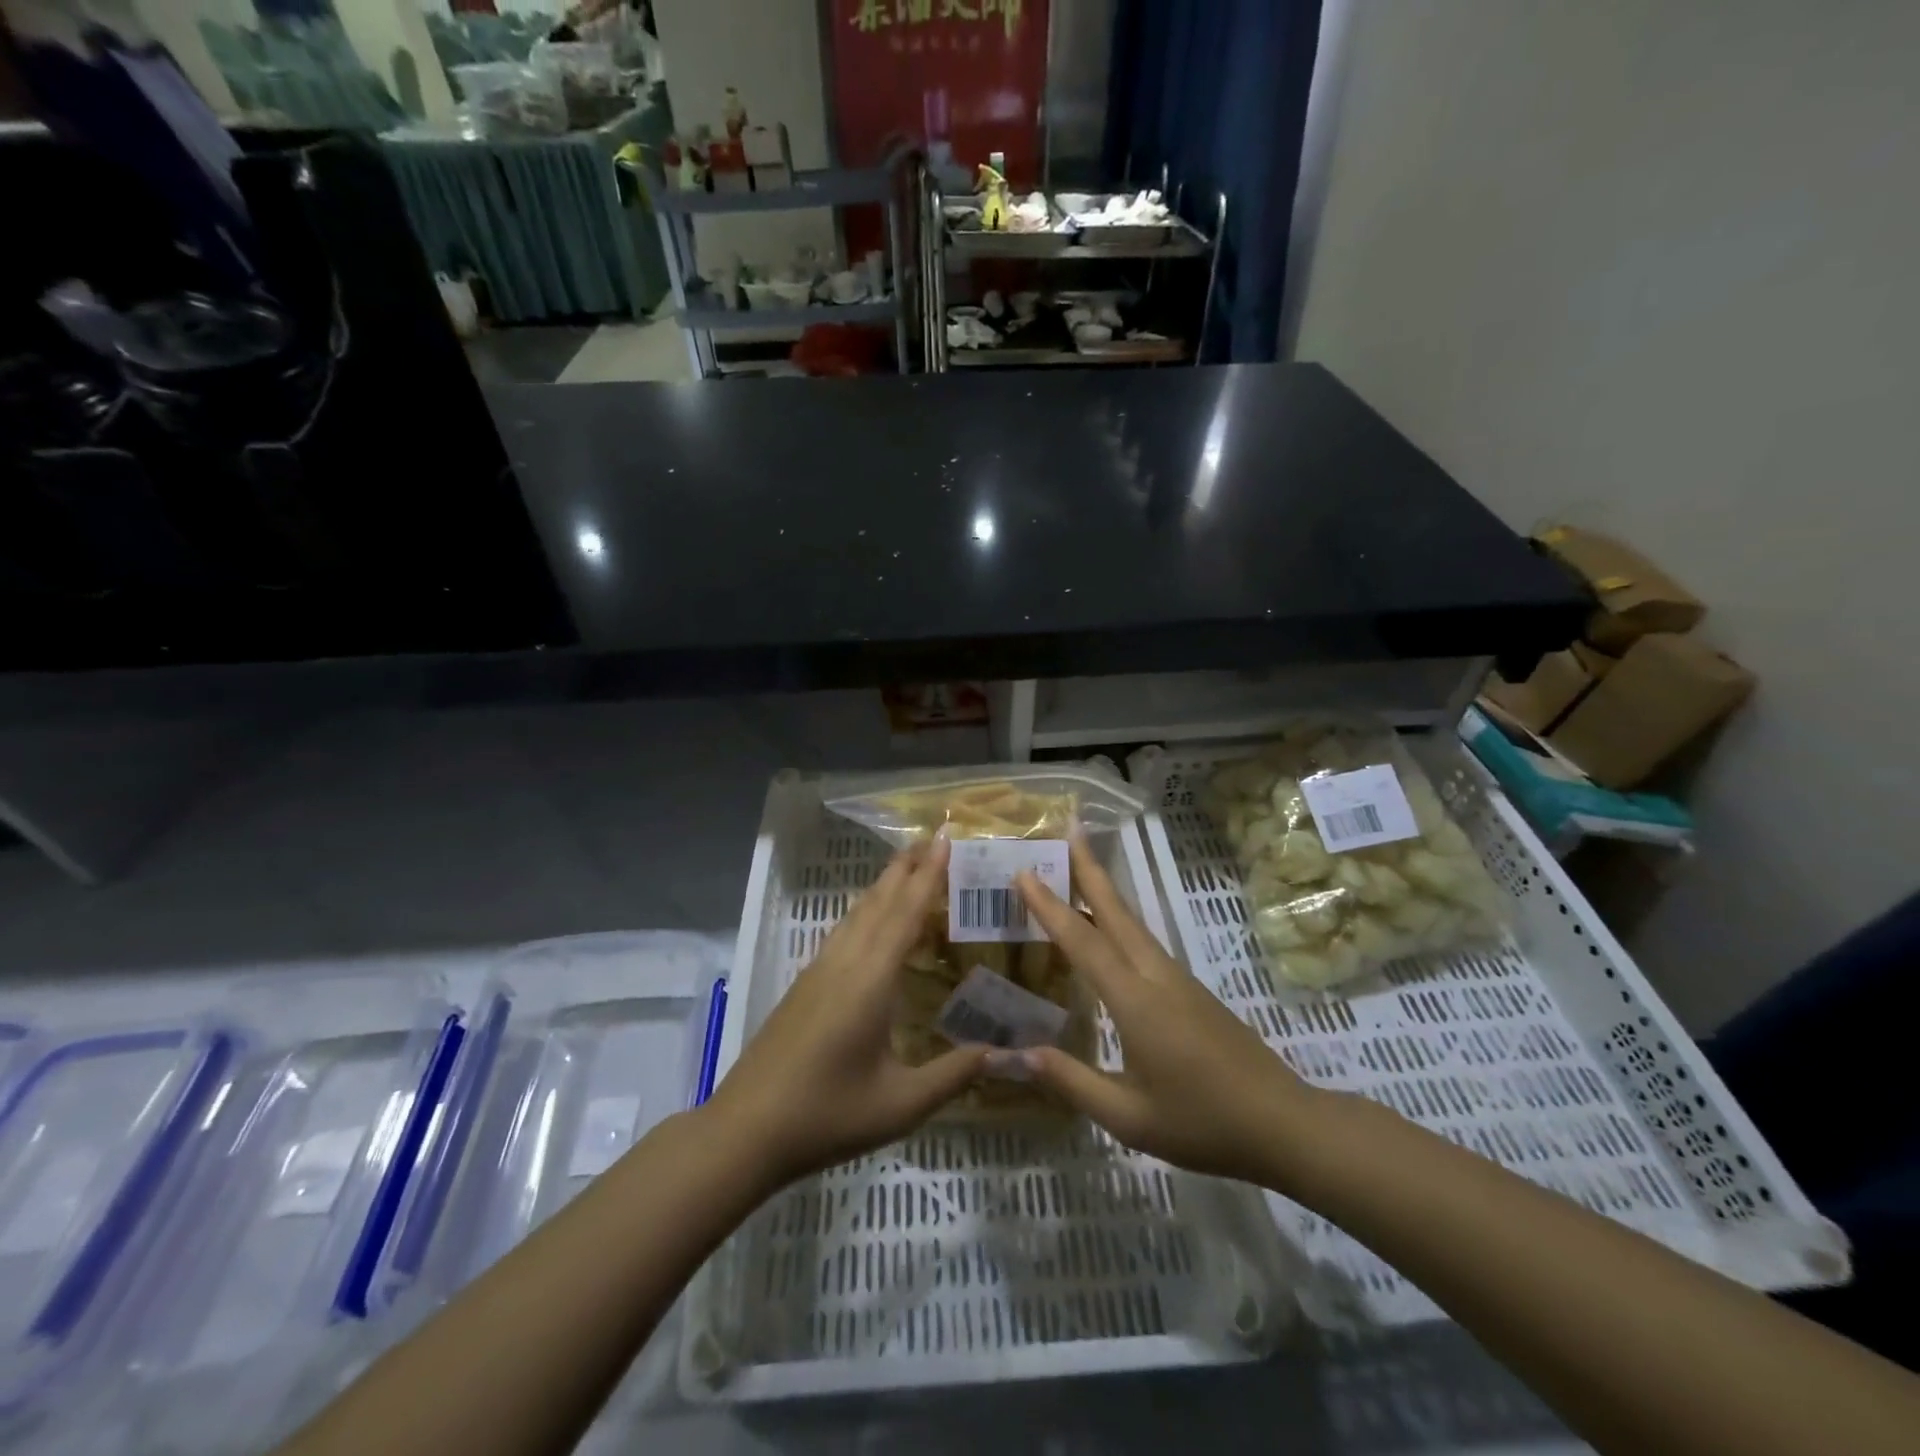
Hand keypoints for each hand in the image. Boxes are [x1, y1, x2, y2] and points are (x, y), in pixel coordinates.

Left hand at [704, 838, 987, 1187]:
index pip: (906, 914)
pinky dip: (865, 912)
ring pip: (857, 914)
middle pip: (879, 902)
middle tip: (932, 839)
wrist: (745, 1130)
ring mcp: (818, 972)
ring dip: (884, 886)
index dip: (928, 876)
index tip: (945, 840)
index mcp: (871, 980)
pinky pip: (843, 932)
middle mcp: (844, 963)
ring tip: (906, 867)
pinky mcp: (804, 986)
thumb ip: (953, 1074)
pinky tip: (867, 920)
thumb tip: (1003, 1053)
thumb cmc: (828, 1114)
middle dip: (906, 868)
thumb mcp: (900, 1104)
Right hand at [1010, 837, 1319, 1187]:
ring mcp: (1178, 980)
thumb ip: (1072, 1081)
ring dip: (1105, 891)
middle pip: (1116, 912)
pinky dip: (1120, 921)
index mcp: (1135, 1001)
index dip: (1051, 907)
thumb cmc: (1202, 1124)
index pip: (1083, 943)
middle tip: (1069, 829)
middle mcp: (1156, 977)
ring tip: (1081, 867)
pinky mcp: (1191, 991)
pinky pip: (1145, 943)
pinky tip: (1110, 931)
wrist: (1284, 1124)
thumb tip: (1018, 1053)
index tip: (1024, 872)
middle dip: (1089, 869)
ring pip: (1134, 924)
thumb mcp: (1129, 1118)